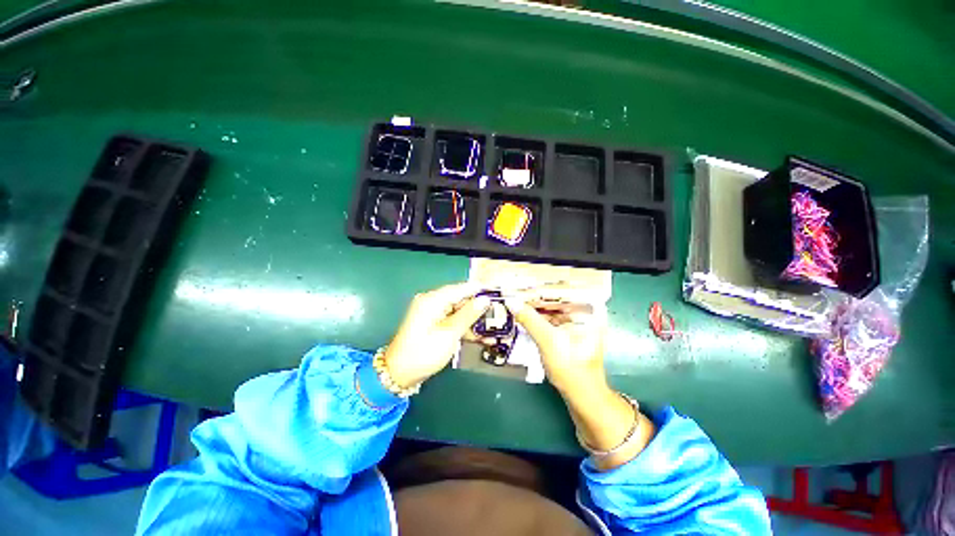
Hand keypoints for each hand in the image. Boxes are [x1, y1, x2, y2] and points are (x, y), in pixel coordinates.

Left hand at [384, 284, 491, 388]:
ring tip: (491, 328)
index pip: (461, 288)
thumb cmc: (424, 353)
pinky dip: (463, 327)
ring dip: (473, 320)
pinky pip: (452, 320)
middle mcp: (431, 302)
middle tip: (497, 315)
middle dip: (478, 308)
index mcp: (433, 299)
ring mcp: (431, 313)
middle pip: (460, 299)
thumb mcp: (450, 333)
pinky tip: (478, 335)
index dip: (480, 291)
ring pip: (458, 311)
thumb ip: (468, 314)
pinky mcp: (432, 323)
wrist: (399, 374)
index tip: (498, 295)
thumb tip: (485, 300)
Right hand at [508, 288, 654, 467]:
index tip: (519, 285)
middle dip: (535, 296)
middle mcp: (586, 311)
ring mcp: (578, 321)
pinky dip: (538, 316)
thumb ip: (530, 319)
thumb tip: (511, 301)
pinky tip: (524, 313)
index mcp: (589, 309)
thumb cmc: (571, 369)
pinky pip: (551, 317)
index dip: (539, 288)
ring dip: (535, 305)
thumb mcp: (548, 341)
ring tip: (516, 299)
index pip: (561, 289)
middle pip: (556, 297)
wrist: (582, 396)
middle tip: (514, 291)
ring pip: (552, 307)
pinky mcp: (570, 330)